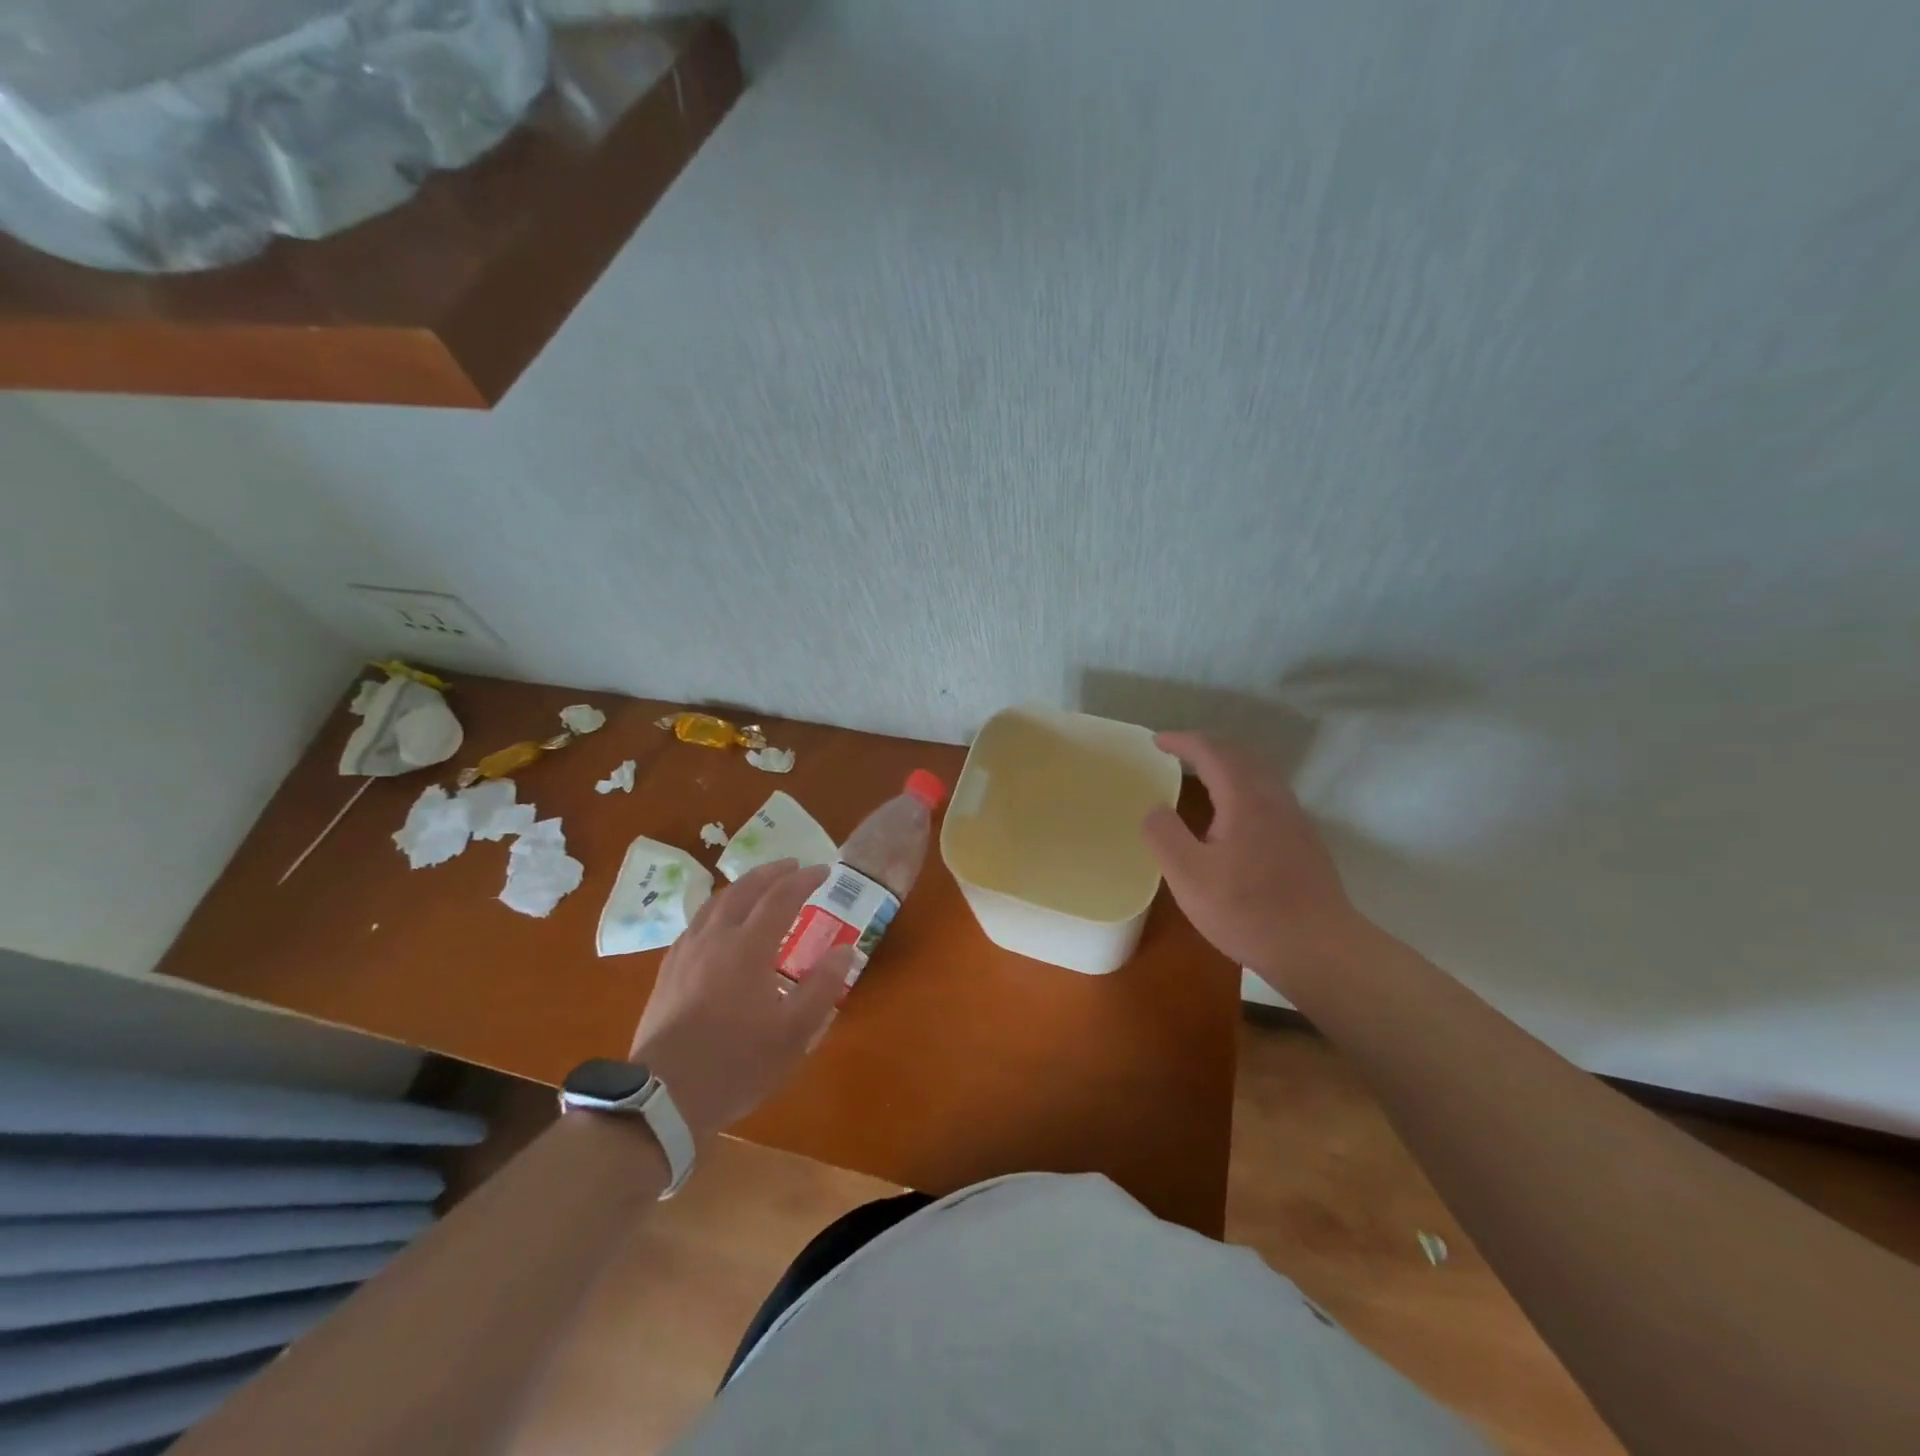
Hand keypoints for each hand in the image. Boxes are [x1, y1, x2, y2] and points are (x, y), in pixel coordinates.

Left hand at [629, 859, 854, 1143]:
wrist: (664, 1097)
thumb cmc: (736, 1064)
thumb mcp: (794, 1033)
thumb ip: (822, 987)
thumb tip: (845, 949)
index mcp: (748, 948)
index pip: (781, 898)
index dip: (804, 880)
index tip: (824, 870)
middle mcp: (715, 938)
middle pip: (744, 890)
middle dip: (772, 873)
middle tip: (793, 866)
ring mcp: (686, 953)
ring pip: (715, 902)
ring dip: (743, 886)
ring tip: (759, 885)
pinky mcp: (668, 971)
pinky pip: (696, 923)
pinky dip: (718, 908)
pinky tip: (719, 923)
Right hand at [1142, 732, 1373, 995]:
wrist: (1320, 949)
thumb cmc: (1248, 911)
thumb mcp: (1189, 876)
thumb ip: (1164, 835)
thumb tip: (1156, 808)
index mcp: (1245, 798)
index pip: (1211, 752)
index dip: (1182, 742)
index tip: (1156, 742)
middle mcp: (1273, 798)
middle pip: (1240, 755)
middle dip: (1206, 747)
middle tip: (1177, 753)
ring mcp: (1294, 819)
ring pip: (1259, 774)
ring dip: (1227, 765)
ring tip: (1201, 776)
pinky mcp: (1303, 841)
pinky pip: (1268, 794)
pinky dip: (1242, 785)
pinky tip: (1232, 814)